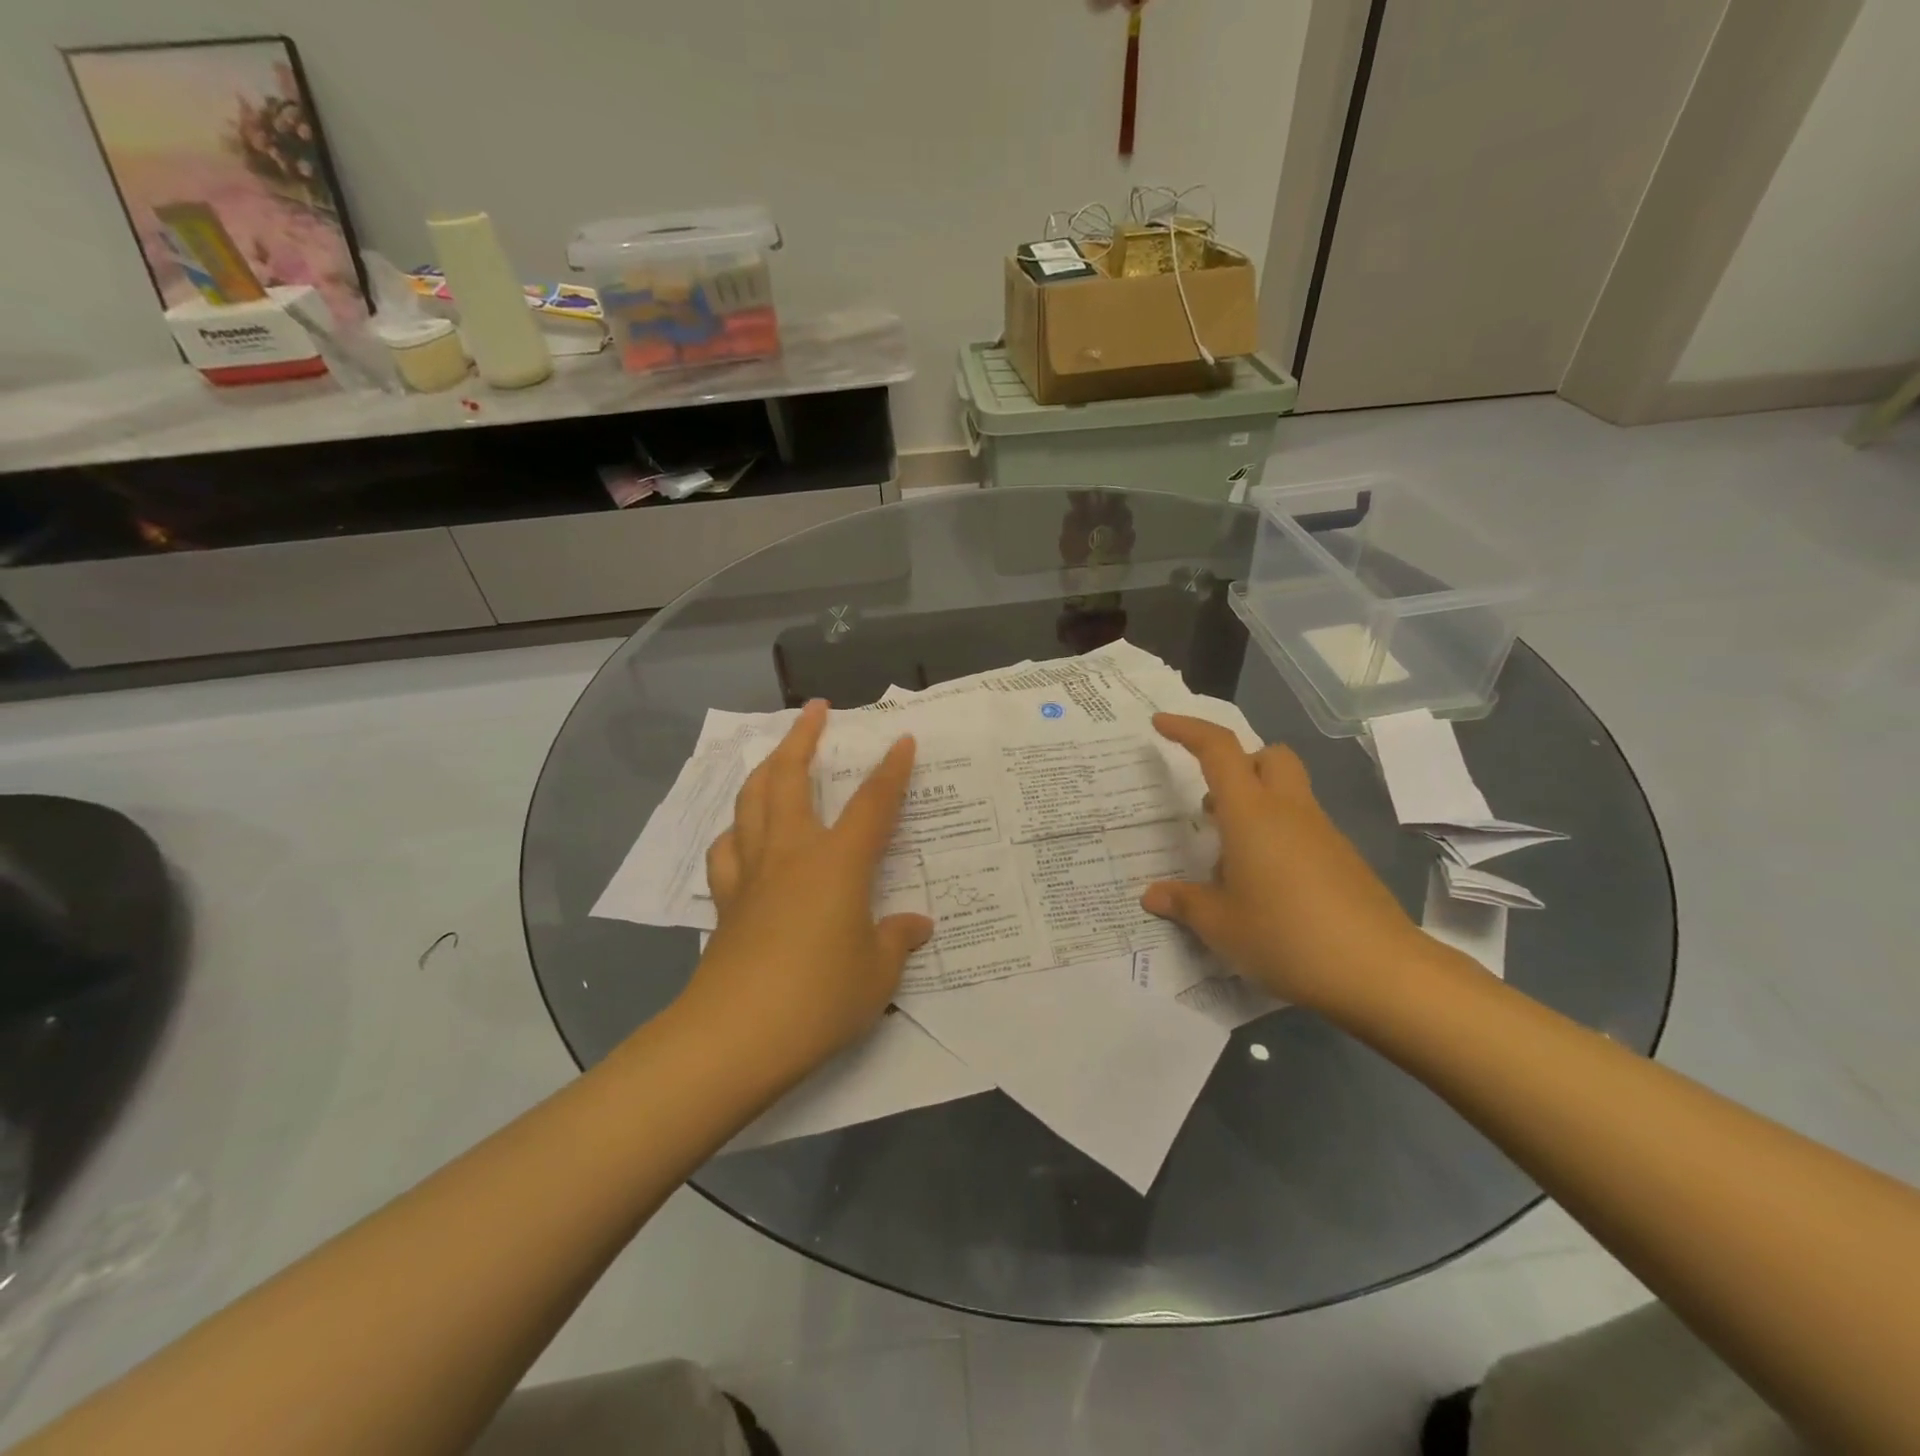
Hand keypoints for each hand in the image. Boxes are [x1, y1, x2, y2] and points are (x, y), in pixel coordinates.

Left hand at [681, 701, 933, 1084]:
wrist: (735, 1036)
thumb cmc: (819, 998)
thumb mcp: (877, 973)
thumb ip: (897, 940)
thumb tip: (916, 924)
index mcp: (837, 863)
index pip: (872, 804)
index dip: (891, 769)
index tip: (902, 739)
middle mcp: (792, 854)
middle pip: (790, 778)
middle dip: (803, 737)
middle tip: (814, 710)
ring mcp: (752, 874)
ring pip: (751, 802)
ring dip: (764, 770)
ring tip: (776, 757)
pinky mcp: (726, 901)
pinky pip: (727, 849)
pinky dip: (737, 829)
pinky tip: (743, 833)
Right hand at [1140, 715, 1432, 1013]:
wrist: (1380, 972)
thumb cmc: (1287, 938)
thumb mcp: (1221, 925)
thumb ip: (1184, 903)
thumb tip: (1152, 895)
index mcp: (1251, 814)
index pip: (1218, 750)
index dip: (1187, 729)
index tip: (1161, 723)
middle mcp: (1289, 811)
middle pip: (1267, 756)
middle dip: (1237, 763)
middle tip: (1210, 802)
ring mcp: (1322, 833)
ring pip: (1287, 792)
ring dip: (1254, 805)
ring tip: (1229, 859)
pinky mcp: (1343, 859)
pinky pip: (1302, 826)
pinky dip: (1276, 836)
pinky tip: (1264, 886)